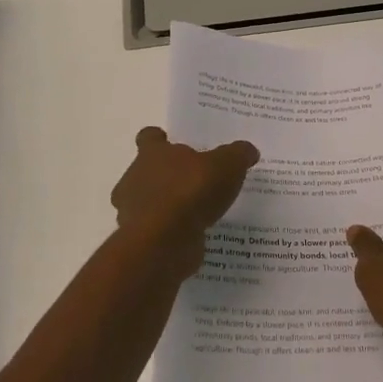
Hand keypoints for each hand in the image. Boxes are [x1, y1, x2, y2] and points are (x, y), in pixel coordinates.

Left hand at [111, 126, 258, 248]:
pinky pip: (158, 229)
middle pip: (148, 170)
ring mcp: (134, 211)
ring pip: (150, 201)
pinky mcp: (141, 239)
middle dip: (168, 175)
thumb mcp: (226, 166)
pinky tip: (195, 234)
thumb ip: (238, 155)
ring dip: (169, 204)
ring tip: (198, 211)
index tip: (172, 144)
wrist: (163, 243)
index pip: (148, 138)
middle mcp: (136, 178)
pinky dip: (172, 231)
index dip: (159, 140)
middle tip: (196, 180)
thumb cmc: (190, 192)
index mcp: (152, 154)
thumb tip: (248, 150)